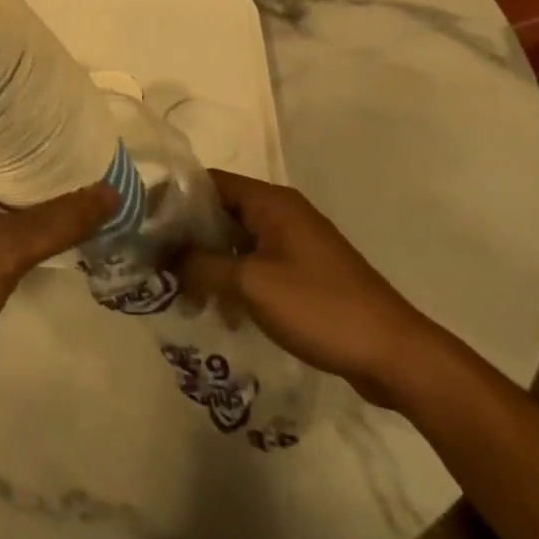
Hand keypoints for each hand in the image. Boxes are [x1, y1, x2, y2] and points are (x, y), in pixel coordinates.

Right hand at [179, 172, 451, 406]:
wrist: (397, 356)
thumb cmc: (320, 308)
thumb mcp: (250, 284)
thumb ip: (201, 265)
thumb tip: (164, 257)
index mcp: (271, 203)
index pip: (208, 182)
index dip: (172, 197)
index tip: (142, 222)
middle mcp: (282, 214)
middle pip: (220, 212)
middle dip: (186, 236)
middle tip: (153, 261)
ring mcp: (295, 245)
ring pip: (236, 242)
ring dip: (208, 263)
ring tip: (179, 293)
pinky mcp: (304, 275)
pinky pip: (255, 266)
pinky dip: (233, 281)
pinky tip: (219, 312)